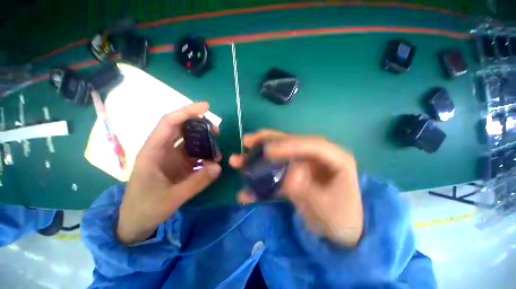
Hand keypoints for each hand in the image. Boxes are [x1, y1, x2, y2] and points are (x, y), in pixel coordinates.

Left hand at [117, 102, 221, 243]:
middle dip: (200, 125)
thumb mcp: (173, 197)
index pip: (169, 123)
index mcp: (153, 151)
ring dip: (204, 142)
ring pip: (189, 140)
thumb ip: (197, 181)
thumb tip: (218, 166)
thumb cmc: (147, 208)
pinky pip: (193, 153)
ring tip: (217, 152)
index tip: (206, 107)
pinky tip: (212, 162)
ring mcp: (170, 156)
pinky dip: (204, 154)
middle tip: (216, 132)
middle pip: (181, 128)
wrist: (136, 221)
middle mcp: (161, 149)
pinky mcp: (177, 164)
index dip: (187, 112)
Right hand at [229, 130, 362, 246]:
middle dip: (268, 142)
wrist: (338, 232)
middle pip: (292, 144)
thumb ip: (308, 191)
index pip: (313, 144)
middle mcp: (318, 157)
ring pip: (280, 155)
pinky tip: (246, 189)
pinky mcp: (294, 175)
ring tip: (239, 159)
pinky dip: (262, 179)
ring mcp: (304, 165)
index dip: (290, 144)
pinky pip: (276, 172)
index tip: (268, 151)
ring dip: (259, 157)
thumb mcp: (327, 210)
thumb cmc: (340, 220)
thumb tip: (289, 177)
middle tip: (246, 141)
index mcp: (336, 159)